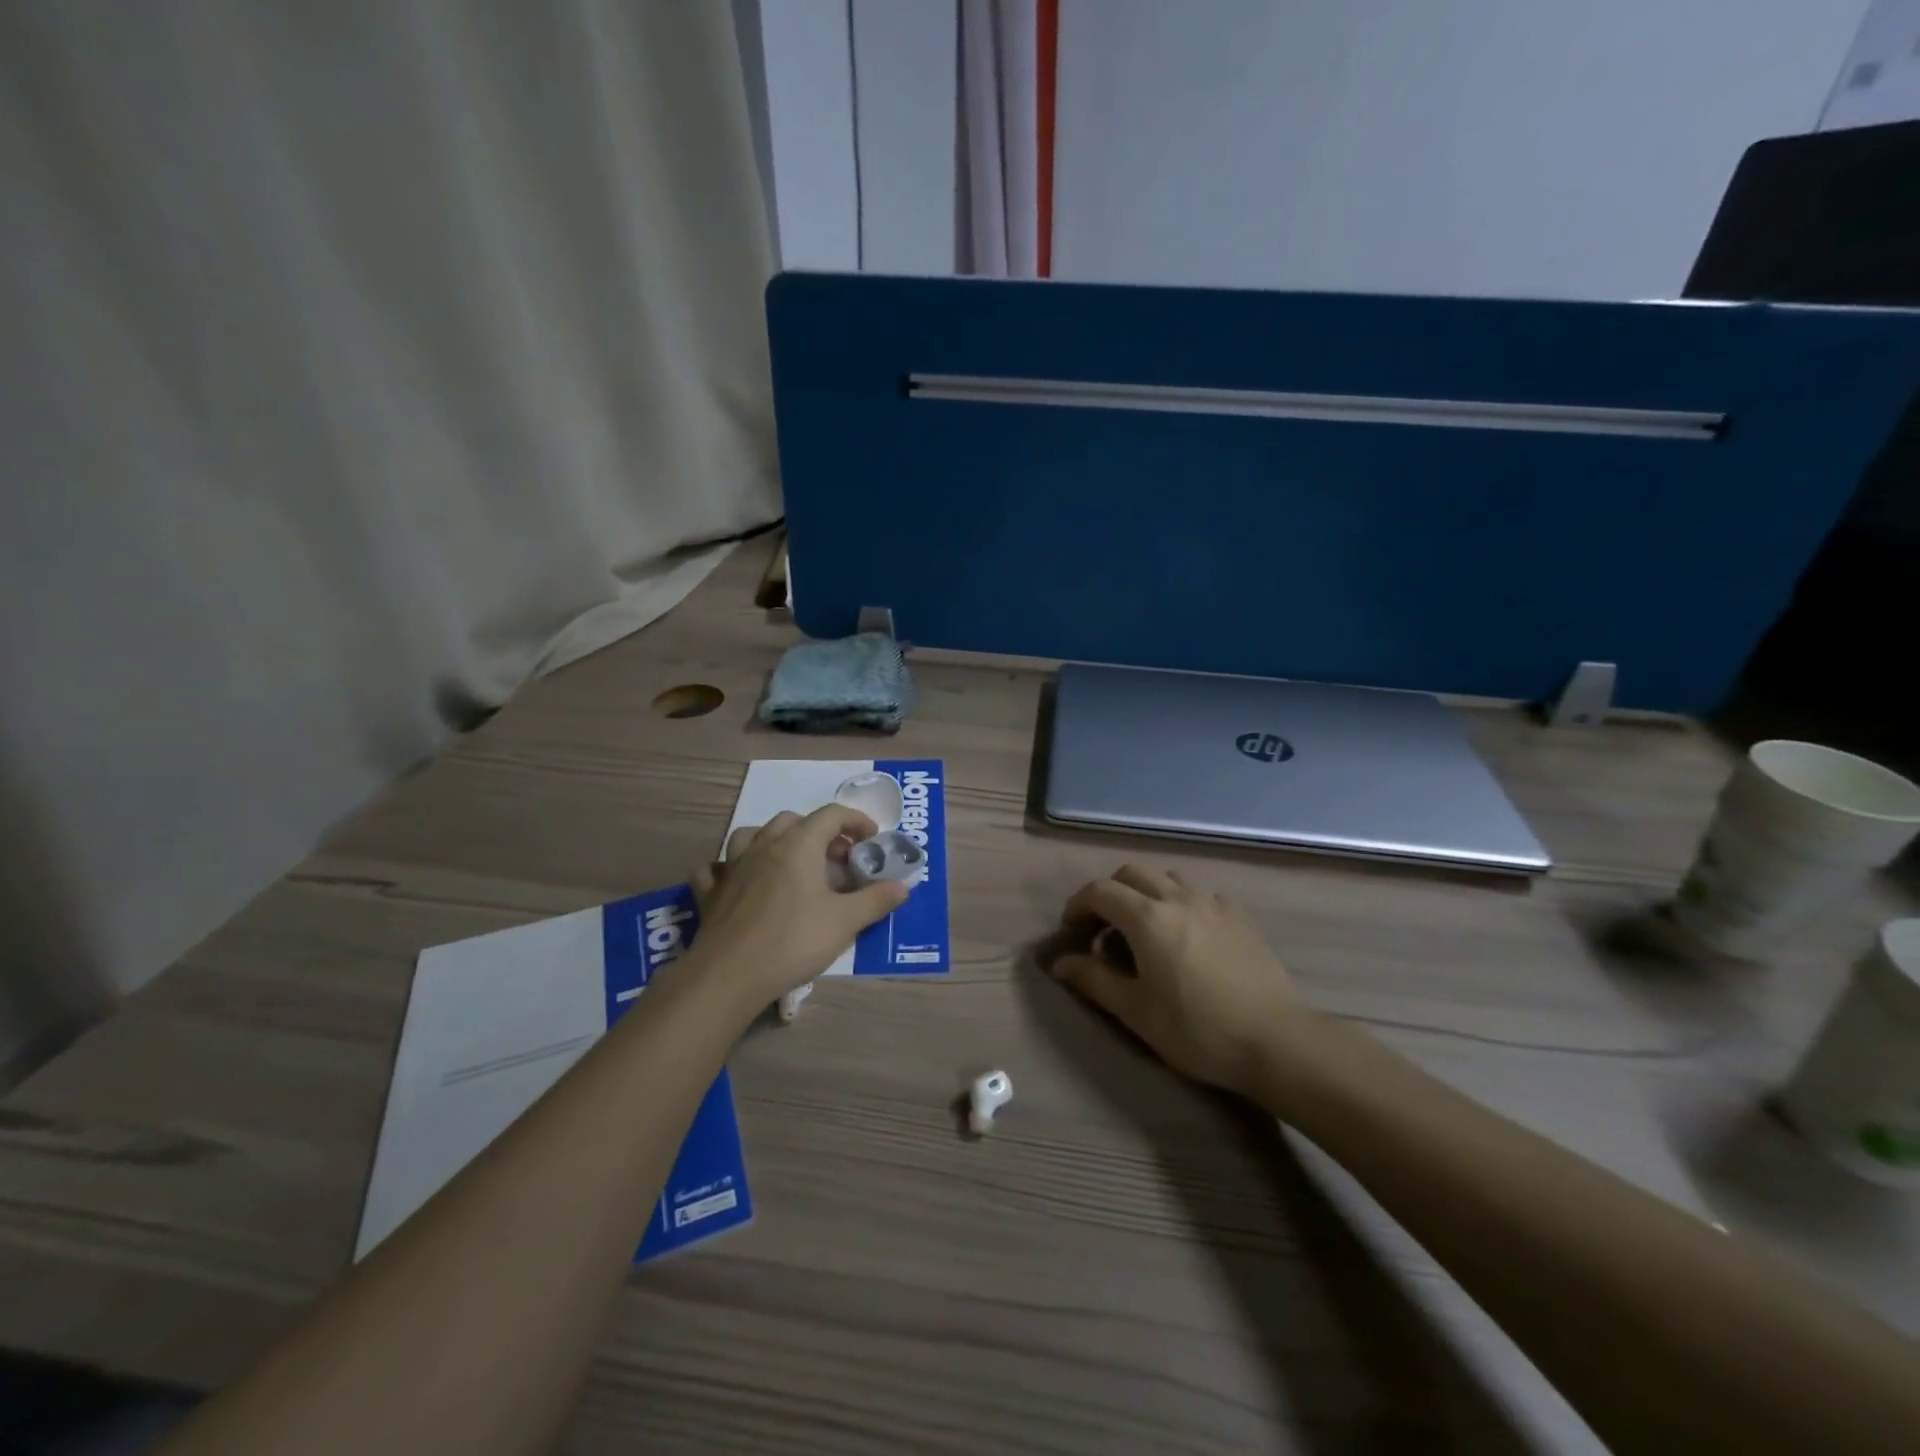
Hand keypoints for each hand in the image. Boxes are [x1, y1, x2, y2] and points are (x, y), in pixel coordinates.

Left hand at [689, 805, 908, 1007]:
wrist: (729, 975)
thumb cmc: (793, 941)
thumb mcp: (845, 922)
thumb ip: (876, 900)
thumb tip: (903, 886)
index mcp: (799, 844)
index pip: (831, 815)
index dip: (856, 821)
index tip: (872, 839)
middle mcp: (764, 845)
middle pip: (793, 821)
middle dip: (819, 832)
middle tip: (837, 859)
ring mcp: (732, 866)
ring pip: (752, 835)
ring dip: (774, 841)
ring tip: (791, 862)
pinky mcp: (711, 892)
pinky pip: (717, 868)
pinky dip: (730, 868)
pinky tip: (739, 881)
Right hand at [1049, 864, 1307, 1097]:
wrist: (1275, 1040)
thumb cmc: (1196, 1029)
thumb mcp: (1135, 1011)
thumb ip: (1094, 980)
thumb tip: (1060, 963)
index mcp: (1147, 917)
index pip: (1099, 891)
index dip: (1078, 905)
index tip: (1072, 930)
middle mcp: (1177, 897)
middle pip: (1132, 873)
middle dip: (1110, 893)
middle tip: (1104, 928)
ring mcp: (1213, 903)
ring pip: (1168, 878)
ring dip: (1147, 892)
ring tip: (1146, 929)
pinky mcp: (1240, 916)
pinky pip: (1201, 894)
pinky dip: (1182, 903)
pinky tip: (1189, 935)